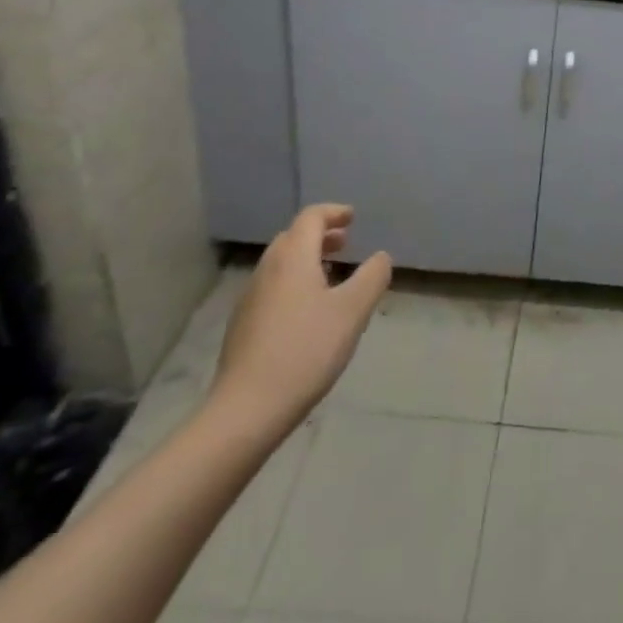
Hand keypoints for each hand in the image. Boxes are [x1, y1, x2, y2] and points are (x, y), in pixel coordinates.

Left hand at [209, 204, 391, 438]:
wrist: (246, 410)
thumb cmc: (306, 350)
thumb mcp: (353, 311)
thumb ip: (373, 277)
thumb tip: (380, 257)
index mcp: (293, 258)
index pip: (311, 218)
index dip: (334, 212)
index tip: (353, 218)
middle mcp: (267, 270)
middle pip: (292, 238)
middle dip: (320, 235)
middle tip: (345, 244)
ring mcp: (250, 299)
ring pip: (280, 264)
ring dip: (306, 259)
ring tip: (331, 276)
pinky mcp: (242, 327)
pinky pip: (272, 288)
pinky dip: (293, 283)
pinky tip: (308, 312)